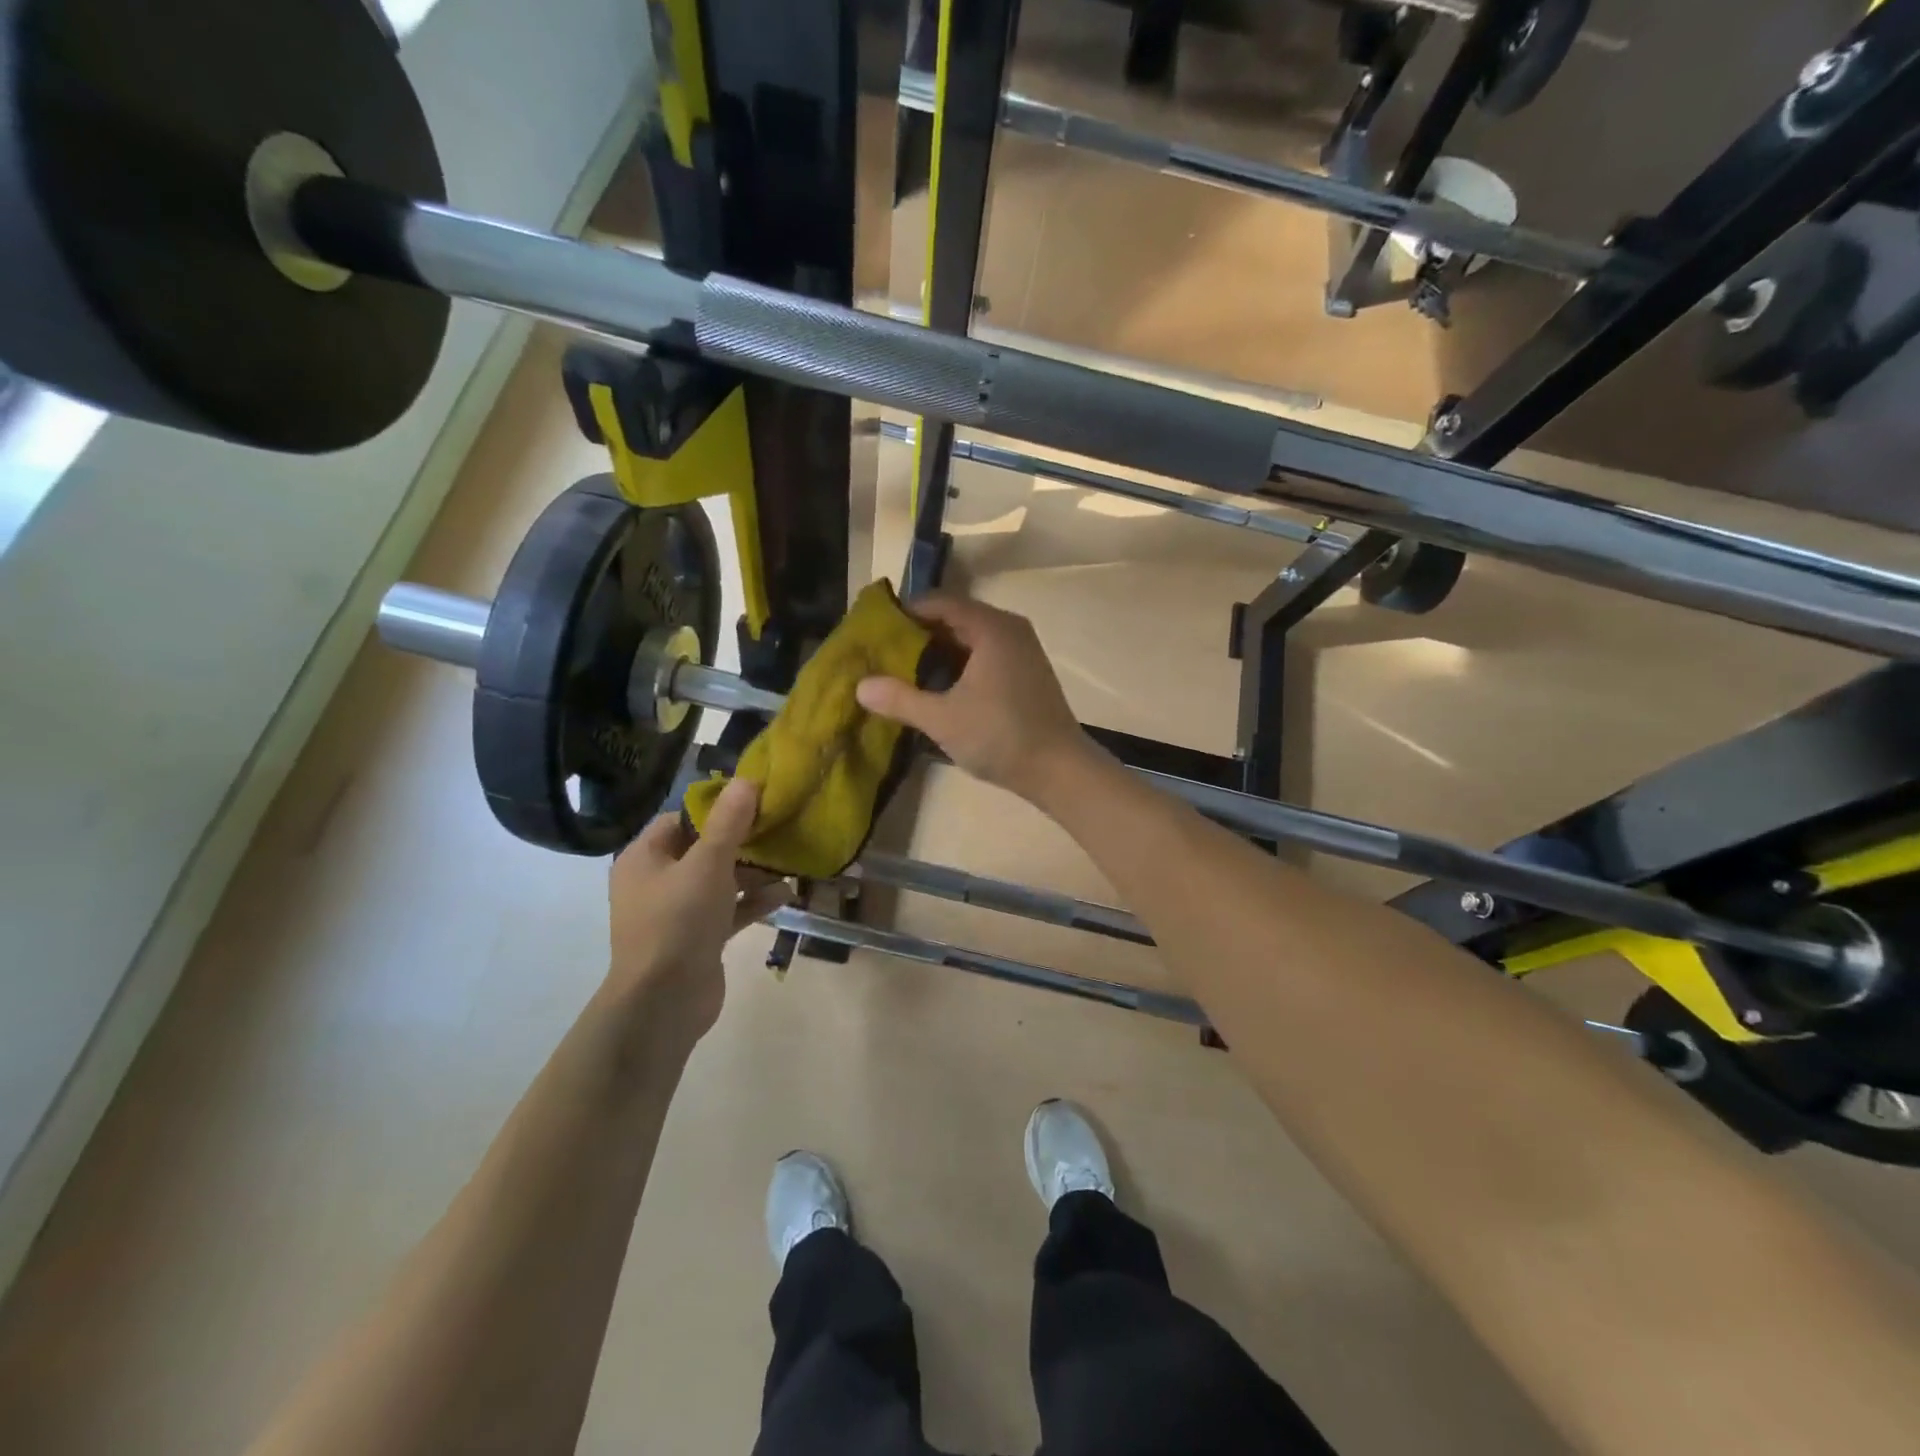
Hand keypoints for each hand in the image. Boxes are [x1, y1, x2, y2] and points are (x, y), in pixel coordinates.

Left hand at [606, 779, 789, 1049]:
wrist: (664, 1002)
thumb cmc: (678, 922)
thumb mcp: (707, 864)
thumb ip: (729, 823)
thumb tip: (747, 780)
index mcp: (645, 858)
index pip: (680, 819)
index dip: (716, 808)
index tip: (754, 801)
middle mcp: (657, 882)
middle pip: (704, 849)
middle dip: (742, 841)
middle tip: (778, 828)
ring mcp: (677, 913)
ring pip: (720, 881)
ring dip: (753, 873)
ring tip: (789, 861)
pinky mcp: (698, 938)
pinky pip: (729, 910)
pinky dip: (754, 902)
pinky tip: (787, 894)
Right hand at [855, 594, 1091, 802]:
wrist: (1060, 770)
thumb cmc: (1000, 737)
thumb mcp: (942, 719)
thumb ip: (900, 699)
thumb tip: (860, 686)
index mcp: (991, 628)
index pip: (939, 602)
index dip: (905, 613)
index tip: (876, 632)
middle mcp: (1010, 629)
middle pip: (955, 618)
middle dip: (919, 635)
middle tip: (884, 654)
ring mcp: (1022, 650)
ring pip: (970, 639)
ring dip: (939, 652)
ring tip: (904, 672)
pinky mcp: (1027, 671)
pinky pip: (985, 654)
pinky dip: (960, 665)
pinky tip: (939, 688)